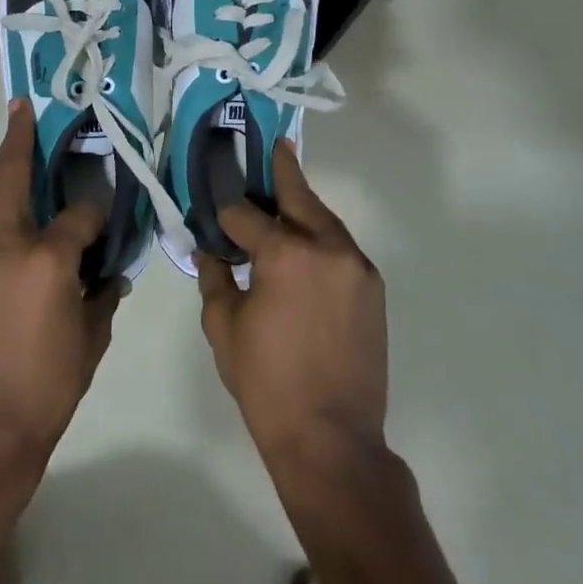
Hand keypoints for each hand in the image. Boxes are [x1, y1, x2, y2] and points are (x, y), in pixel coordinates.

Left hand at [0, 100, 119, 477]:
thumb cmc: (44, 391)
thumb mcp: (89, 342)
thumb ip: (100, 298)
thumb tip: (107, 275)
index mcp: (44, 261)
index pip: (78, 215)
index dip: (96, 209)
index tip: (105, 207)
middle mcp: (1, 249)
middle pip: (7, 181)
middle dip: (16, 143)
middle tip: (22, 112)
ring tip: (14, 157)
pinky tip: (9, 238)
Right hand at [198, 141, 387, 470]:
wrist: (332, 437)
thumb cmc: (266, 383)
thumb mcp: (224, 327)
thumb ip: (215, 278)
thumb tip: (210, 251)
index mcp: (285, 254)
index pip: (246, 215)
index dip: (226, 213)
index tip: (214, 213)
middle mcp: (327, 247)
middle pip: (299, 197)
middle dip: (282, 171)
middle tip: (274, 146)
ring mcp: (356, 266)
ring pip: (325, 220)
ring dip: (303, 207)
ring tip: (284, 194)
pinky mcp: (372, 287)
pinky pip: (341, 248)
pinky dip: (320, 237)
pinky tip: (303, 245)